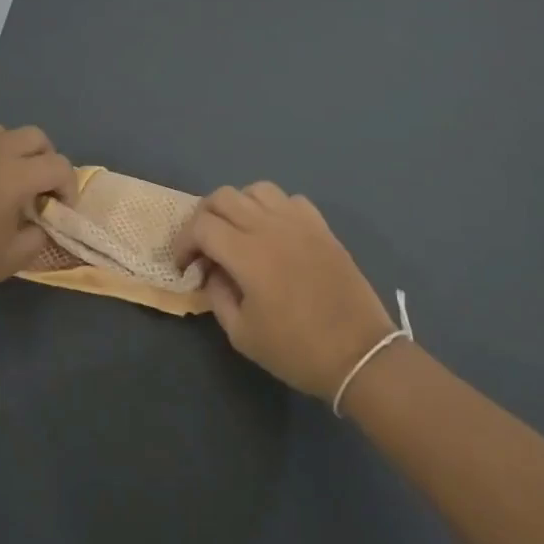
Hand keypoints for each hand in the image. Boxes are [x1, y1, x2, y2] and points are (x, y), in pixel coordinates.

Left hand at [0, 124, 75, 302]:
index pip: (58, 165)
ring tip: (12, 179)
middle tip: (42, 189)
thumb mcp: (9, 259)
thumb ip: (37, 236)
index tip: (61, 209)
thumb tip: (42, 223)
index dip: (69, 186)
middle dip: (47, 159)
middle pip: (35, 136)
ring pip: (4, 132)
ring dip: (17, 150)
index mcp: (15, 176)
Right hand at [176, 183, 395, 399]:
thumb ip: (217, 295)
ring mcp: (298, 221)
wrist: (359, 353)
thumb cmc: (297, 350)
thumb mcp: (242, 335)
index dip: (184, 242)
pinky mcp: (320, 225)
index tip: (186, 266)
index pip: (201, 225)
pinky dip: (272, 208)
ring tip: (237, 233)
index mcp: (247, 253)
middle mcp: (270, 226)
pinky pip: (288, 199)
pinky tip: (273, 232)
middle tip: (204, 246)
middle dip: (204, 217)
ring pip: (256, 189)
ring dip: (238, 206)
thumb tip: (210, 270)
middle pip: (223, 197)